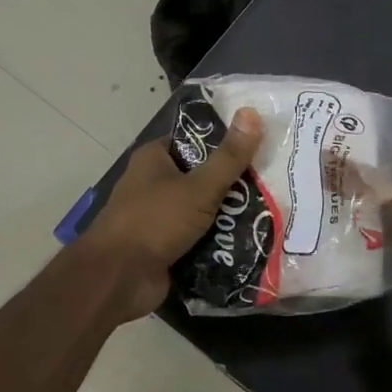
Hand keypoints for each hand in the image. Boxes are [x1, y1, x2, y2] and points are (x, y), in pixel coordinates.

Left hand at [80, 108, 264, 318]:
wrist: (118, 280)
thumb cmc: (154, 222)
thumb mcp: (198, 187)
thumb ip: (228, 157)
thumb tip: (252, 111)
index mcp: (154, 158)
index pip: (195, 140)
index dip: (226, 142)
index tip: (260, 145)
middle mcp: (154, 183)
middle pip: (203, 176)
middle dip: (234, 184)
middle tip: (273, 182)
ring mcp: (160, 217)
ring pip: (203, 209)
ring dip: (229, 215)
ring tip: (271, 211)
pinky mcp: (166, 247)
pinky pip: (199, 238)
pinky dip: (219, 241)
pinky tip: (252, 240)